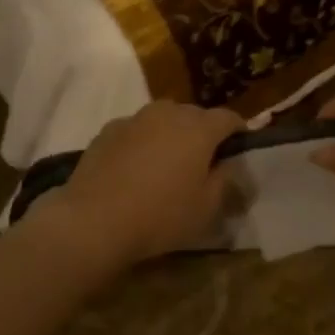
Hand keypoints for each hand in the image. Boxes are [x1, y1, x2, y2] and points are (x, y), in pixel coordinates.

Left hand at [33, 101, 244, 269]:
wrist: (93, 221)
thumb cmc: (160, 216)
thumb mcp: (206, 208)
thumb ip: (225, 180)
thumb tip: (228, 164)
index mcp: (198, 129)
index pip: (229, 118)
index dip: (238, 131)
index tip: (240, 147)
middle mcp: (168, 113)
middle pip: (195, 114)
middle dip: (204, 131)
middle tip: (204, 159)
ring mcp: (134, 119)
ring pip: (163, 118)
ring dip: (172, 133)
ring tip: (169, 160)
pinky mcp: (107, 131)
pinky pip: (137, 130)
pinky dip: (144, 140)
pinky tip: (137, 166)